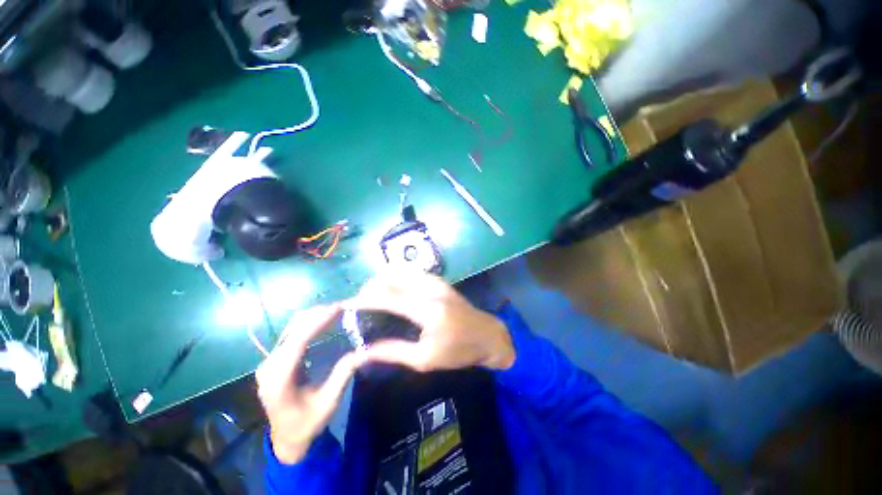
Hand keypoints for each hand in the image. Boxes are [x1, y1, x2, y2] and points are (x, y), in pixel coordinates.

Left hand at [255, 304, 366, 463]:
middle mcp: (269, 367)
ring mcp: (269, 362)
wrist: (287, 439)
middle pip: (292, 330)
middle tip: (343, 307)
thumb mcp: (329, 403)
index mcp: (279, 381)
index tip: (338, 308)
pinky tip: (323, 321)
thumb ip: (343, 375)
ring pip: (291, 328)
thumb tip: (362, 350)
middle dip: (318, 315)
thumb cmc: (308, 424)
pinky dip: (308, 323)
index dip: (316, 322)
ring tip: (336, 311)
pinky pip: (291, 334)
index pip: (297, 343)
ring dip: (313, 316)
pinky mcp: (274, 360)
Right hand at [346, 272, 515, 371]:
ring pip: (400, 270)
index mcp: (427, 311)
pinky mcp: (440, 280)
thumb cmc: (459, 352)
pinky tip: (391, 290)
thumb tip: (363, 352)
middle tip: (359, 303)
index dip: (364, 299)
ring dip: (382, 280)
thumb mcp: (425, 359)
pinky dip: (396, 277)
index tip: (346, 305)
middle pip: (391, 278)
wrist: (488, 335)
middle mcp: (430, 289)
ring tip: (372, 297)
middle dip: (369, 288)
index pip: (388, 297)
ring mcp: (436, 281)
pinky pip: (411, 272)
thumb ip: (393, 352)